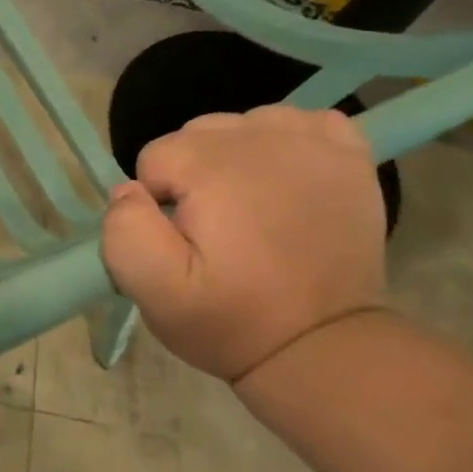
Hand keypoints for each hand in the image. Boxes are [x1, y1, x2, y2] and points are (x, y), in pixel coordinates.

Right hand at [101, 106, 385, 382]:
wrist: (323, 347)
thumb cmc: (231, 319)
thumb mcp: (153, 290)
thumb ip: (124, 230)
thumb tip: (131, 190)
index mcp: (212, 166)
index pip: (155, 156)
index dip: (158, 202)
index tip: (184, 242)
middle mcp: (263, 138)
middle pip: (197, 134)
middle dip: (194, 177)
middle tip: (217, 233)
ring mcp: (313, 141)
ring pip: (242, 126)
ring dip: (235, 160)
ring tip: (250, 213)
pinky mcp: (348, 153)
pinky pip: (299, 124)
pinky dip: (286, 147)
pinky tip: (287, 185)